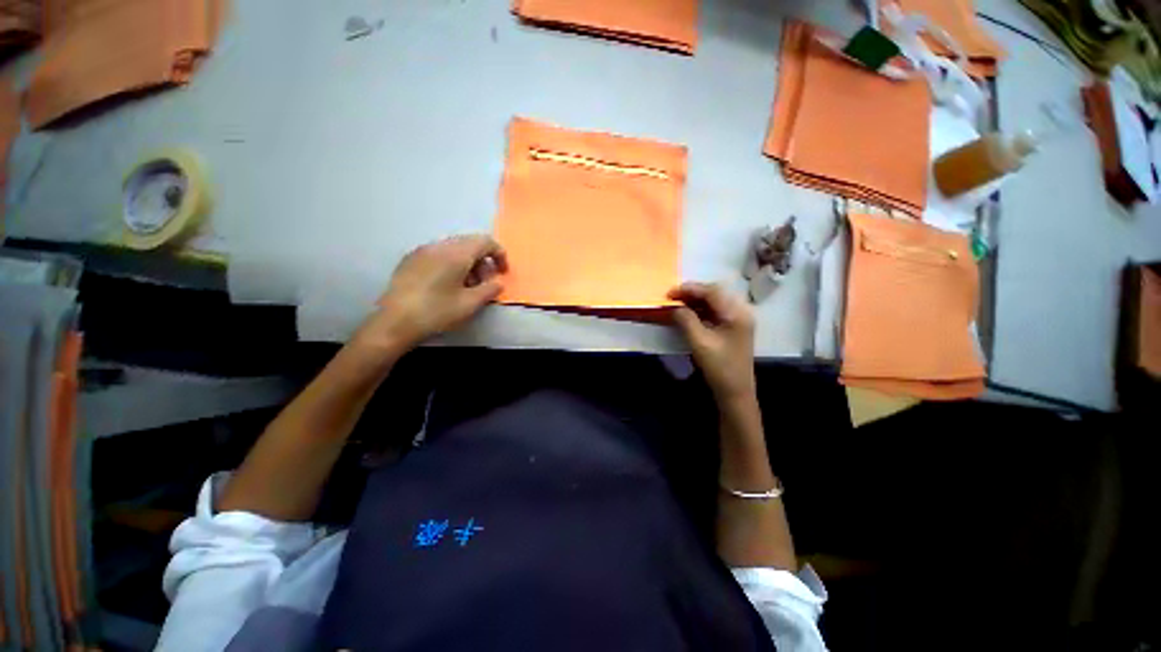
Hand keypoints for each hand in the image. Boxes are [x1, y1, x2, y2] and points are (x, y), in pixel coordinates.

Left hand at [356, 235, 507, 353]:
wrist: (394, 322)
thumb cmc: (437, 312)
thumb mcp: (470, 304)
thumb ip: (490, 289)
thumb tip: (498, 282)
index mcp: (456, 254)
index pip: (485, 242)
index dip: (499, 254)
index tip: (503, 272)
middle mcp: (439, 246)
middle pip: (469, 243)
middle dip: (483, 260)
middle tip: (485, 282)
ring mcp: (422, 251)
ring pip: (453, 249)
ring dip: (467, 263)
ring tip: (467, 286)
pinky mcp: (410, 260)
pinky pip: (438, 254)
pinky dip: (451, 264)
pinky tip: (447, 285)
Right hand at [668, 283, 756, 400]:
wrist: (735, 392)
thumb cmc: (719, 367)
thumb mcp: (700, 342)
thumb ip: (686, 320)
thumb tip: (675, 307)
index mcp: (736, 313)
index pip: (712, 291)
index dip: (689, 289)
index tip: (669, 293)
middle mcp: (741, 311)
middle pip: (714, 293)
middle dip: (692, 293)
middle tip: (672, 297)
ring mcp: (738, 320)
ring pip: (714, 302)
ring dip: (695, 301)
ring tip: (677, 304)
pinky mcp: (733, 328)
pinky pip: (715, 311)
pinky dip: (700, 310)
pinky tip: (688, 314)